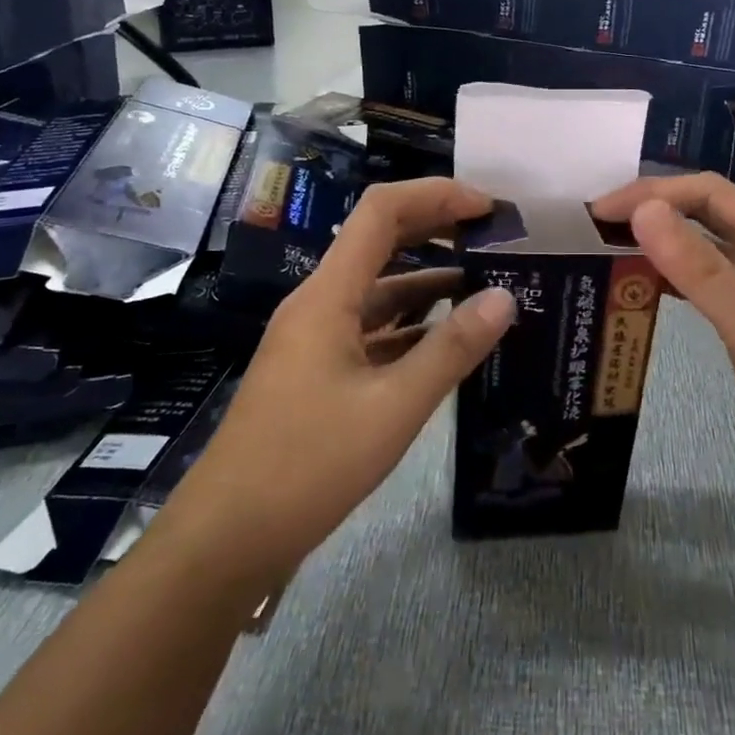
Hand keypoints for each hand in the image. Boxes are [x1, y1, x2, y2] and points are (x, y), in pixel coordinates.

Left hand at [164, 179, 516, 571]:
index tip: (487, 207)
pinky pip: (374, 330)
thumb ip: (452, 349)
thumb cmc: (308, 465)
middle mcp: (320, 304)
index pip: (381, 212)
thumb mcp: (394, 407)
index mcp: (328, 296)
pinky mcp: (320, 372)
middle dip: (437, 229)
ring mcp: (317, 339)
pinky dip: (414, 325)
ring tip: (488, 285)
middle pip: (380, 241)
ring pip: (380, 290)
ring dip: (430, 280)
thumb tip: (506, 296)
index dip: (435, 195)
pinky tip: (451, 340)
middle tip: (496, 236)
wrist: (228, 539)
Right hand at [592, 174, 734, 509]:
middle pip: (709, 214)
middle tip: (596, 227)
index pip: (712, 193)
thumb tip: (643, 210)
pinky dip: (677, 279)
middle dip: (655, 212)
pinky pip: (711, 283)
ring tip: (610, 249)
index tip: (601, 211)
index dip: (654, 193)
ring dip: (663, 243)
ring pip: (709, 248)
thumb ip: (697, 268)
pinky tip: (644, 287)